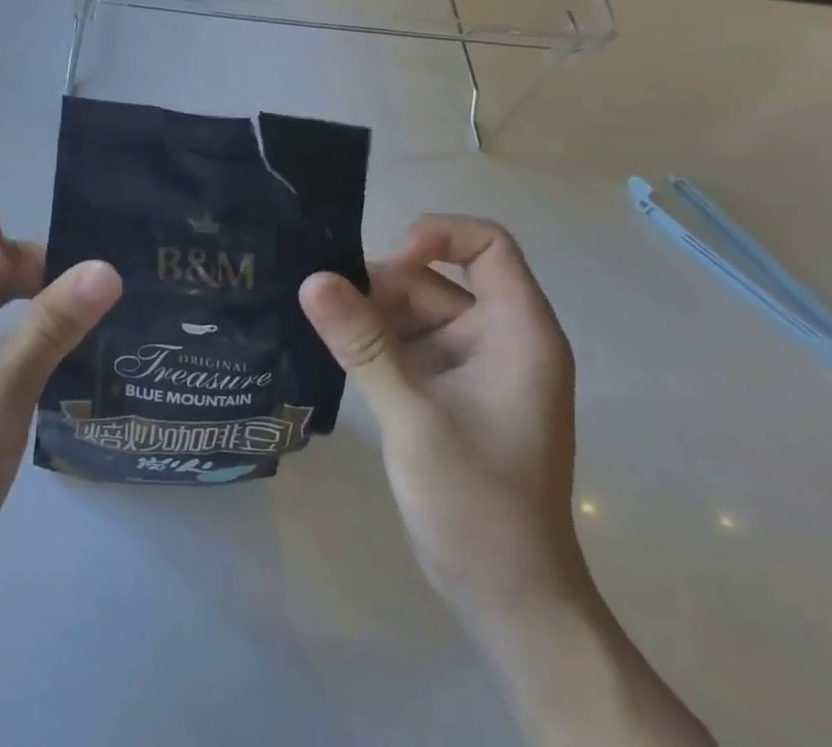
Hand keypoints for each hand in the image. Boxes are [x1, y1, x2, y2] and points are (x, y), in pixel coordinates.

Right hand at [300, 216, 581, 616]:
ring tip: (324, 332)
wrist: (506, 597)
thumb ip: (362, 343)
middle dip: (384, 288)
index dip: (438, 235)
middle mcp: (500, 338)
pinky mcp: (449, 389)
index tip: (386, 264)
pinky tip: (336, 352)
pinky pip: (406, 342)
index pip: (488, 246)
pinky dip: (374, 342)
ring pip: (415, 309)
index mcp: (519, 333)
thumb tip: (312, 278)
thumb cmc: (476, 503)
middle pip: (437, 278)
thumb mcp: (413, 415)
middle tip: (329, 309)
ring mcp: (474, 365)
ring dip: (371, 315)